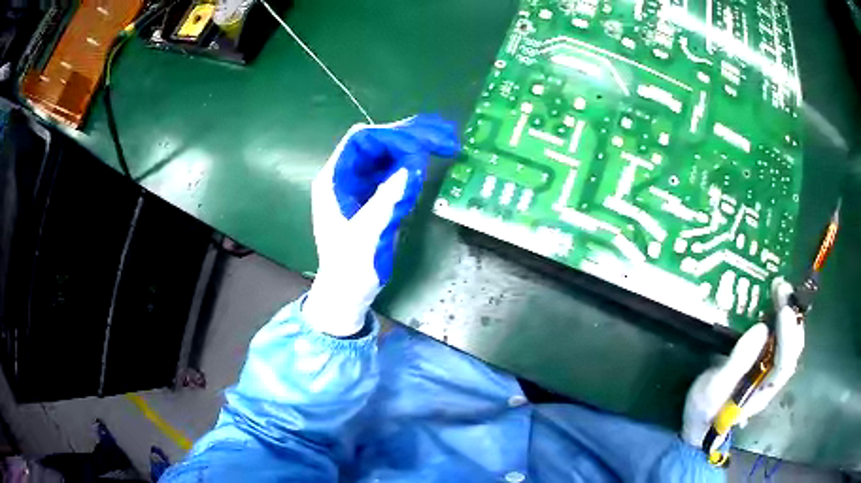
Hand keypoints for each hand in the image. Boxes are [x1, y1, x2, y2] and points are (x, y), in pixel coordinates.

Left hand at [302, 115, 459, 335]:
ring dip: (411, 147)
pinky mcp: (371, 198)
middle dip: (406, 136)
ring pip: (385, 156)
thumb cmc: (349, 267)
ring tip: (440, 142)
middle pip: (375, 144)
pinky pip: (390, 173)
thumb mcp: (367, 233)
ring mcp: (358, 187)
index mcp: (334, 180)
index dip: (390, 135)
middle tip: (440, 134)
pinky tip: (427, 164)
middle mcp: (345, 177)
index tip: (421, 141)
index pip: (360, 141)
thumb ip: (386, 198)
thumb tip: (412, 164)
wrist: (347, 293)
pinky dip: (409, 166)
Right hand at [681, 278, 804, 448]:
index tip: (784, 309)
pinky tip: (773, 301)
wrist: (700, 425)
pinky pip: (778, 336)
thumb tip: (762, 329)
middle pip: (792, 348)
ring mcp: (769, 367)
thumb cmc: (706, 411)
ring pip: (789, 339)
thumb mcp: (714, 390)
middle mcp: (772, 377)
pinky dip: (780, 316)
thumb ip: (737, 363)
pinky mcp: (762, 358)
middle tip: (782, 288)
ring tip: (779, 288)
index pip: (785, 363)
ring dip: (788, 312)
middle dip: (792, 317)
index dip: (788, 336)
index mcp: (764, 391)